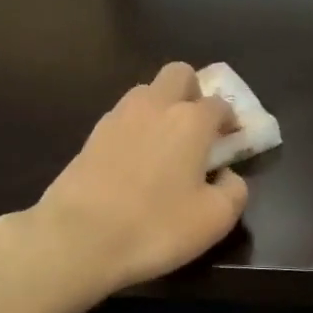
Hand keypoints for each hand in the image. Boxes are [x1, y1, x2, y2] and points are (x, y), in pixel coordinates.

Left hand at [34, 62, 247, 291]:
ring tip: (164, 145)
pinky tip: (134, 161)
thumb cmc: (156, 226)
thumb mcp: (215, 219)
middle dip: (193, 92)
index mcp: (191, 120)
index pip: (219, 104)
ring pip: (146, 91)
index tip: (231, 141)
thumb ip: (234, 190)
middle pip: (179, 75)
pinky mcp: (91, 136)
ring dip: (161, 107)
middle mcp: (155, 106)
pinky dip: (135, 128)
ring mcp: (118, 117)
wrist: (78, 237)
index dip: (229, 120)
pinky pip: (122, 117)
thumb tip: (227, 175)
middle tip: (197, 127)